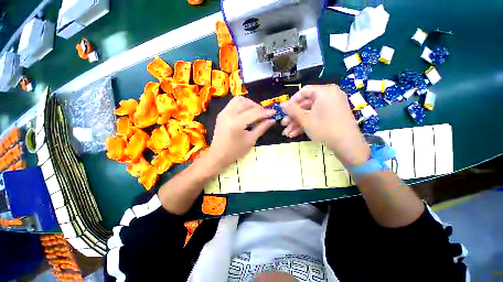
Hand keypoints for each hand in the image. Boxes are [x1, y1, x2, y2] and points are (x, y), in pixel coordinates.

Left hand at [207, 96, 275, 171]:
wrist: (218, 155)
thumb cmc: (235, 151)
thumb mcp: (251, 140)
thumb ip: (261, 128)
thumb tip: (272, 120)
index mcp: (237, 122)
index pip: (255, 113)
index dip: (266, 112)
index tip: (274, 112)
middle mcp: (229, 114)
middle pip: (247, 103)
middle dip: (258, 107)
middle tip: (264, 114)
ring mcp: (224, 112)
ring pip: (239, 100)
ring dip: (249, 103)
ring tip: (255, 111)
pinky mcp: (221, 113)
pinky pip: (233, 103)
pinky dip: (242, 104)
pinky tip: (246, 112)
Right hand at [281, 84, 369, 166]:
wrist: (347, 145)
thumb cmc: (324, 129)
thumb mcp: (305, 120)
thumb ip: (292, 110)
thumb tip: (281, 103)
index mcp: (324, 92)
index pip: (304, 91)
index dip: (292, 101)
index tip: (284, 111)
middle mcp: (329, 96)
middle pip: (306, 104)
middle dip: (293, 116)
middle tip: (284, 125)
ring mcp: (332, 106)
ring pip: (310, 112)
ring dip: (298, 123)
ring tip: (287, 133)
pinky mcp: (333, 115)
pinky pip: (317, 116)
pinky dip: (307, 124)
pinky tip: (296, 133)